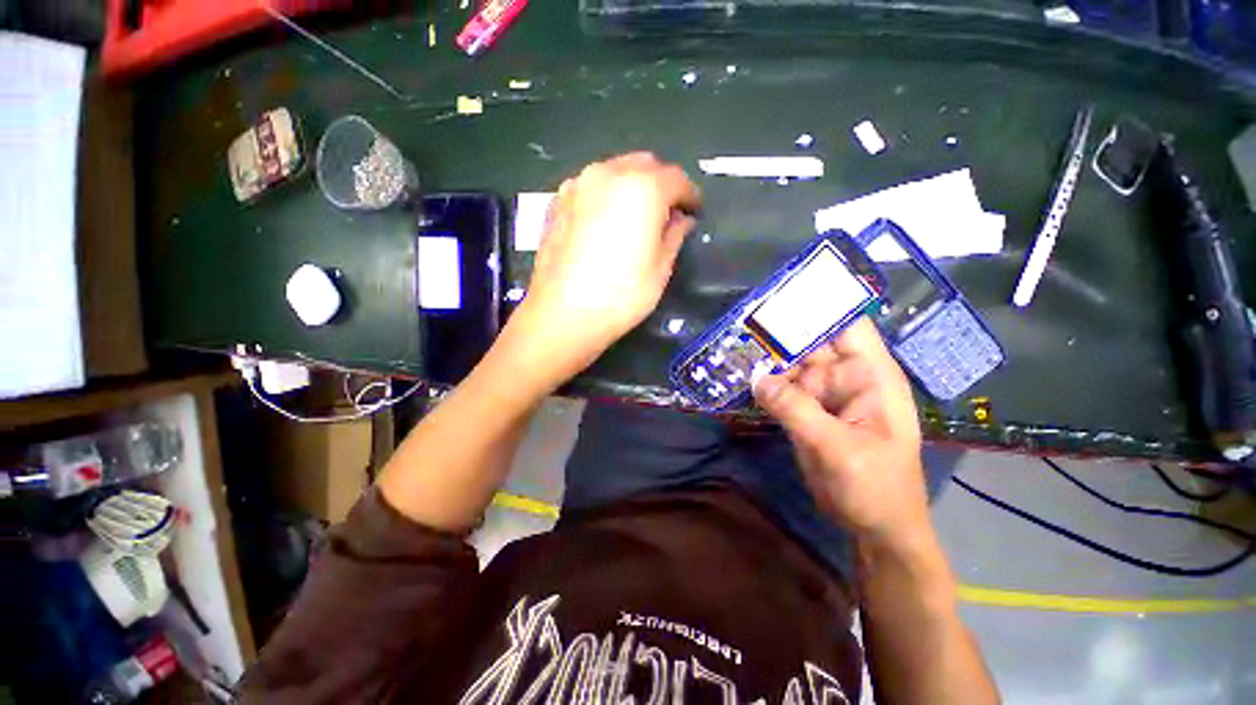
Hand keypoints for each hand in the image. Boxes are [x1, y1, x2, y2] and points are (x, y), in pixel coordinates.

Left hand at [510, 153, 700, 380]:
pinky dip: (607, 195)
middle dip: (662, 184)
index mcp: (642, 188)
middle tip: (668, 212)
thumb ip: (674, 236)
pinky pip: (591, 187)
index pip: (676, 179)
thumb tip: (682, 220)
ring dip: (633, 186)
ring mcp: (578, 185)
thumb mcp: (660, 269)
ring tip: (637, 216)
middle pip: (645, 165)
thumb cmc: (620, 296)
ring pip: (615, 171)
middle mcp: (608, 173)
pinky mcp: (557, 202)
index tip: (695, 212)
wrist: (561, 315)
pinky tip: (607, 220)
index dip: (690, 195)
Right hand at [752, 317, 928, 542]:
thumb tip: (756, 378)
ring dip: (766, 358)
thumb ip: (796, 409)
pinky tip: (741, 375)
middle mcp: (846, 378)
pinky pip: (782, 389)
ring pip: (792, 365)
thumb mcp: (837, 447)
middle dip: (780, 332)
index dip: (819, 306)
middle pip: (811, 342)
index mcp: (870, 375)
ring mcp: (824, 395)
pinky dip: (763, 383)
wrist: (874, 528)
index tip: (781, 295)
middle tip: (743, 320)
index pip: (847, 324)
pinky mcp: (806, 411)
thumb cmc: (875, 487)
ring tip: (734, 346)